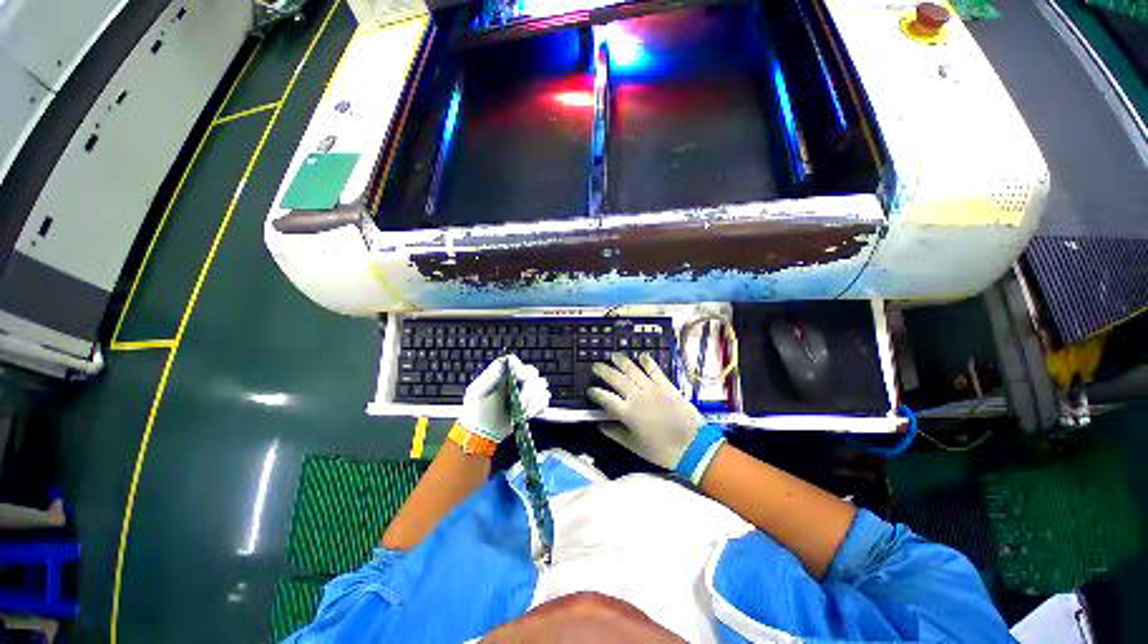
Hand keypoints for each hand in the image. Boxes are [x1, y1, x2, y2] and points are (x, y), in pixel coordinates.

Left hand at [459, 355, 549, 442]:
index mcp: (502, 373)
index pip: (516, 362)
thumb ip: (490, 376)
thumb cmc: (476, 411)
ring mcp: (526, 390)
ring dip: (533, 400)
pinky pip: (544, 400)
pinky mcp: (533, 403)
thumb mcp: (478, 392)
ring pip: (541, 385)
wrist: (482, 433)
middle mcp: (516, 379)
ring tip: (521, 412)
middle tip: (520, 402)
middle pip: (533, 372)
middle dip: (529, 389)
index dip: (521, 370)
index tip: (521, 380)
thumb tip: (503, 361)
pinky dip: (538, 407)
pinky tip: (527, 415)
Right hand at [587, 353, 704, 469]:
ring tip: (614, 355)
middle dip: (604, 371)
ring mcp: (653, 389)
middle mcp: (637, 396)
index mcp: (627, 412)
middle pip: (616, 379)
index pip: (606, 398)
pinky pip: (655, 371)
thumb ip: (616, 434)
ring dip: (622, 361)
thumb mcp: (634, 446)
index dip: (596, 393)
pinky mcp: (667, 386)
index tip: (590, 390)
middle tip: (596, 366)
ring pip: (633, 370)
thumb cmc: (661, 450)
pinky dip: (648, 362)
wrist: (693, 447)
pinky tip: (642, 356)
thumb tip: (600, 425)